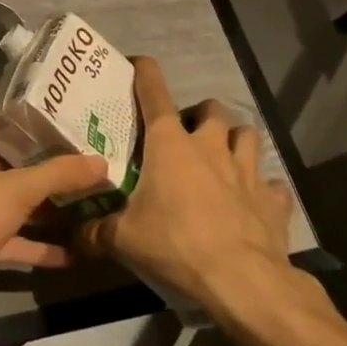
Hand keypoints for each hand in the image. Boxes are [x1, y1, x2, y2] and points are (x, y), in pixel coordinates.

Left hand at [0, 82, 109, 331]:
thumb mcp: (14, 190)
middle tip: (67, 139)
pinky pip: (15, 241)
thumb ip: (57, 176)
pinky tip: (73, 252)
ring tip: (80, 192)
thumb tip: (101, 162)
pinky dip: (39, 246)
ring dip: (40, 200)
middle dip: (28, 149)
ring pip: (10, 200)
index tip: (17, 85)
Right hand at [76, 57, 312, 320]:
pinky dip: (263, 188)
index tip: (137, 64)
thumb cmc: (175, 244)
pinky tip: (254, 200)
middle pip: (211, 109)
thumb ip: (95, 230)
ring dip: (235, 140)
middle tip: (185, 134)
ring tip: (222, 157)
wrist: (243, 282)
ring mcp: (247, 171)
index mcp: (169, 144)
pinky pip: (272, 184)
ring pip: (247, 135)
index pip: (154, 92)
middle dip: (200, 115)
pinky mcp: (274, 200)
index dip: (144, 72)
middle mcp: (210, 146)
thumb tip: (72, 234)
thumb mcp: (122, 238)